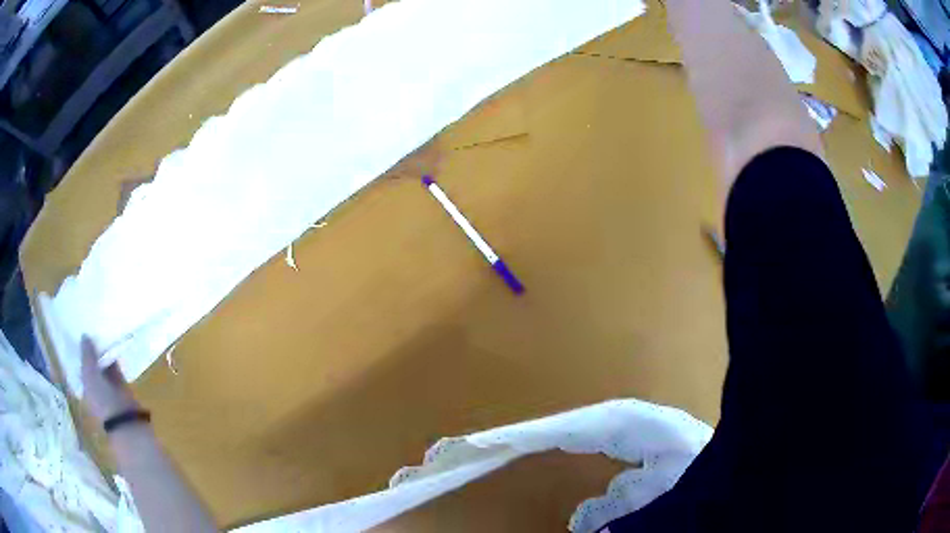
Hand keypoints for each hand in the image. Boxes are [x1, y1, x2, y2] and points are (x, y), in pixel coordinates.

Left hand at [81, 336, 140, 422]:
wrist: (126, 422)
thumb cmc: (102, 401)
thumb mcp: (90, 376)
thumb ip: (86, 356)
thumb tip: (84, 335)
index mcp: (84, 387)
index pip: (79, 366)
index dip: (78, 351)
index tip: (77, 331)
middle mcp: (94, 387)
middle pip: (91, 364)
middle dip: (91, 349)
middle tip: (90, 326)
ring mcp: (108, 387)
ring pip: (104, 365)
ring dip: (104, 352)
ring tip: (102, 329)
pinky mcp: (122, 387)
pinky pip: (116, 368)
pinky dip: (115, 357)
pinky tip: (114, 343)